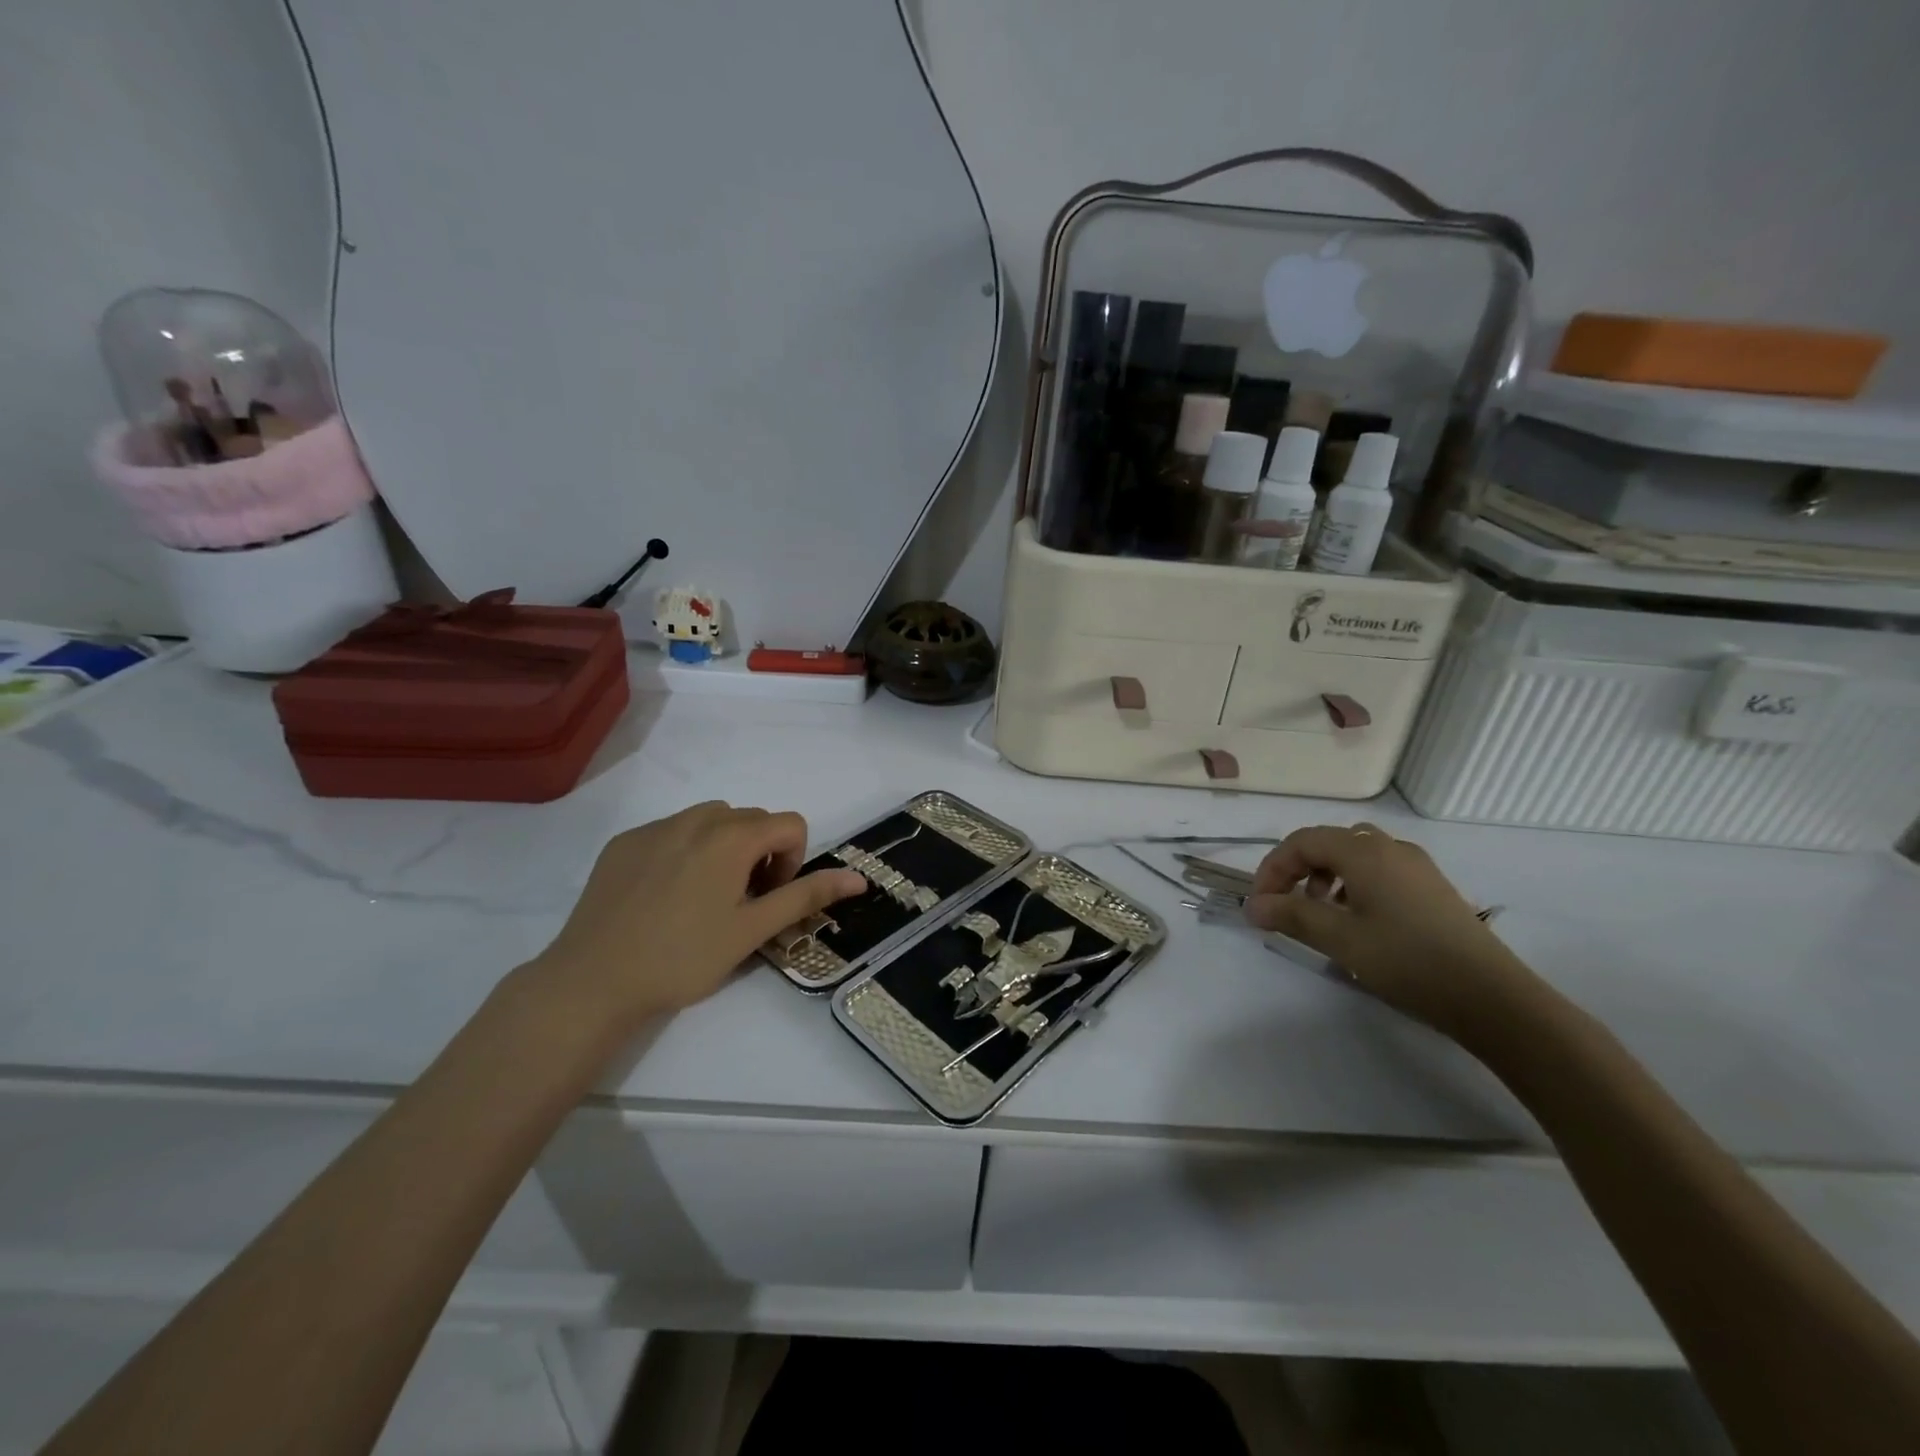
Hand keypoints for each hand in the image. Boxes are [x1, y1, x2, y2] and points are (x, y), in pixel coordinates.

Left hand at [529, 802, 865, 1029]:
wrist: (593, 981)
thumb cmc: (684, 957)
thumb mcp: (753, 930)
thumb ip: (807, 896)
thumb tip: (860, 878)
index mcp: (732, 837)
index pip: (790, 824)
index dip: (792, 861)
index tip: (767, 899)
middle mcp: (696, 819)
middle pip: (751, 819)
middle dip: (760, 853)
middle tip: (740, 904)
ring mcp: (655, 827)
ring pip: (710, 821)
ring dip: (724, 847)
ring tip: (704, 897)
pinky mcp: (623, 842)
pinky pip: (671, 831)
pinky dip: (684, 850)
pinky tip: (664, 897)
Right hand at [1243, 822, 1537, 1043]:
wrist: (1492, 997)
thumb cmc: (1407, 961)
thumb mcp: (1340, 939)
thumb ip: (1291, 915)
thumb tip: (1253, 905)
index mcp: (1364, 852)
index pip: (1302, 841)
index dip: (1273, 868)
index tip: (1260, 904)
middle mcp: (1390, 848)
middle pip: (1328, 842)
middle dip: (1298, 869)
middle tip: (1285, 904)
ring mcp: (1416, 866)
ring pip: (1356, 854)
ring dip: (1326, 875)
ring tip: (1320, 912)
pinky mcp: (1432, 887)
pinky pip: (1380, 869)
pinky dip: (1354, 883)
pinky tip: (1358, 920)